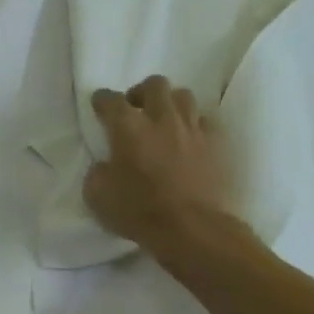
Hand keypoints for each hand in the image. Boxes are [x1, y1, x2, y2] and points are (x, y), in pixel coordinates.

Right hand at [84, 76, 228, 252]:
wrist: (193, 230)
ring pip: (183, 96)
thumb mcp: (97, 197)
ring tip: (164, 121)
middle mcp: (161, 118)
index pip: (110, 99)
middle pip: (154, 84)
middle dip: (141, 92)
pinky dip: (194, 125)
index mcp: (127, 127)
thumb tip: (104, 165)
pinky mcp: (216, 143)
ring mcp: (192, 129)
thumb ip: (97, 172)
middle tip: (135, 110)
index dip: (102, 100)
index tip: (99, 106)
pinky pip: (204, 121)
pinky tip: (188, 140)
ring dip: (170, 103)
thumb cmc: (140, 213)